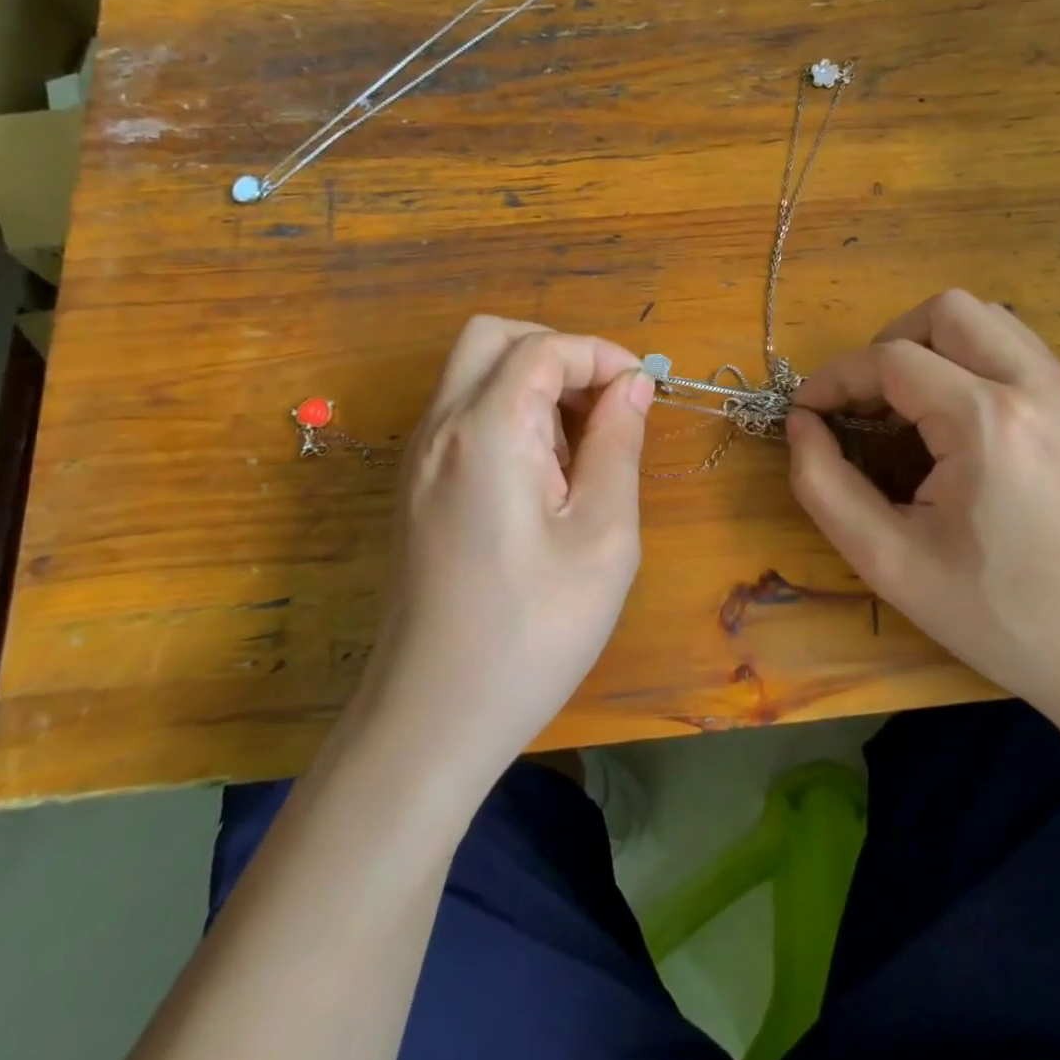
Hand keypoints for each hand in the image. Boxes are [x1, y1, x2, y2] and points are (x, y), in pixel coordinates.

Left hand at [354, 316, 653, 798]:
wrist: (433, 721)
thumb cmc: (534, 630)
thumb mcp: (604, 536)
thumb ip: (618, 444)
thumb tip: (633, 385)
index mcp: (485, 431)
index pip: (542, 347)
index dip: (600, 355)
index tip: (643, 389)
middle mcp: (439, 429)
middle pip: (493, 339)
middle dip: (559, 354)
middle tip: (604, 406)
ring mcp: (417, 460)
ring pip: (474, 375)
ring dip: (533, 385)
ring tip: (580, 452)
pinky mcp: (415, 490)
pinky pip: (462, 417)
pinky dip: (508, 416)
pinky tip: (542, 479)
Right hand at [785, 290, 1059, 736]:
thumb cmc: (1000, 619)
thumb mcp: (890, 564)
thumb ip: (825, 486)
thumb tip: (801, 425)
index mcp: (990, 423)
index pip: (892, 359)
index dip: (835, 378)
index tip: (806, 410)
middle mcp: (1041, 387)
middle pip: (948, 310)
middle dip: (888, 342)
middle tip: (864, 401)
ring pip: (990, 320)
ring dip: (934, 345)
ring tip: (908, 405)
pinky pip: (1020, 352)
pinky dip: (973, 363)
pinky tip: (960, 422)